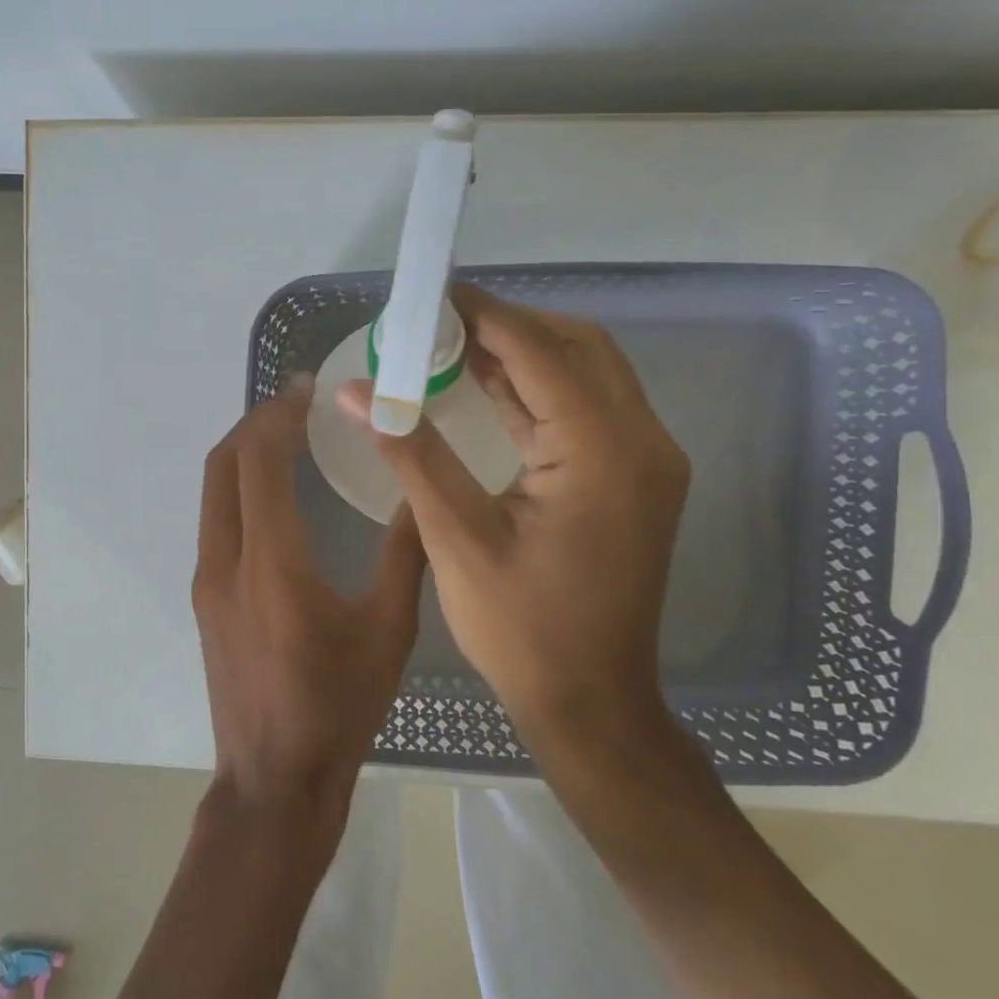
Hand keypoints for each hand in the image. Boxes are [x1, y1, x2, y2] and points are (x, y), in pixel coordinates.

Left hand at [194, 375, 426, 822]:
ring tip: (287, 437)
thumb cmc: (338, 707)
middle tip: (296, 405)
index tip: (307, 389)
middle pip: (222, 464)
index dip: (278, 415)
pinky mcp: (205, 598)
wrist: (273, 780)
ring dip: (243, 454)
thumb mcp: (388, 631)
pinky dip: (238, 487)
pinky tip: (274, 494)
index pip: (258, 461)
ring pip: (213, 491)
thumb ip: (405, 555)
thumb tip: (422, 493)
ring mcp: (207, 580)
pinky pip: (215, 520)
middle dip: (255, 423)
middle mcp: (225, 561)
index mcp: (271, 563)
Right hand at [337, 286, 688, 745]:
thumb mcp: (455, 535)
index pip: (541, 352)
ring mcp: (644, 461)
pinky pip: (585, 411)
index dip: (484, 314)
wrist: (590, 702)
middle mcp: (641, 442)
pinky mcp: (631, 480)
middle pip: (577, 348)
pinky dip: (537, 390)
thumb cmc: (521, 628)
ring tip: (451, 344)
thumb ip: (409, 450)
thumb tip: (355, 390)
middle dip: (507, 325)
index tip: (431, 295)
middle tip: (438, 321)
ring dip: (522, 354)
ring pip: (585, 375)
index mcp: (603, 451)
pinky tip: (486, 386)